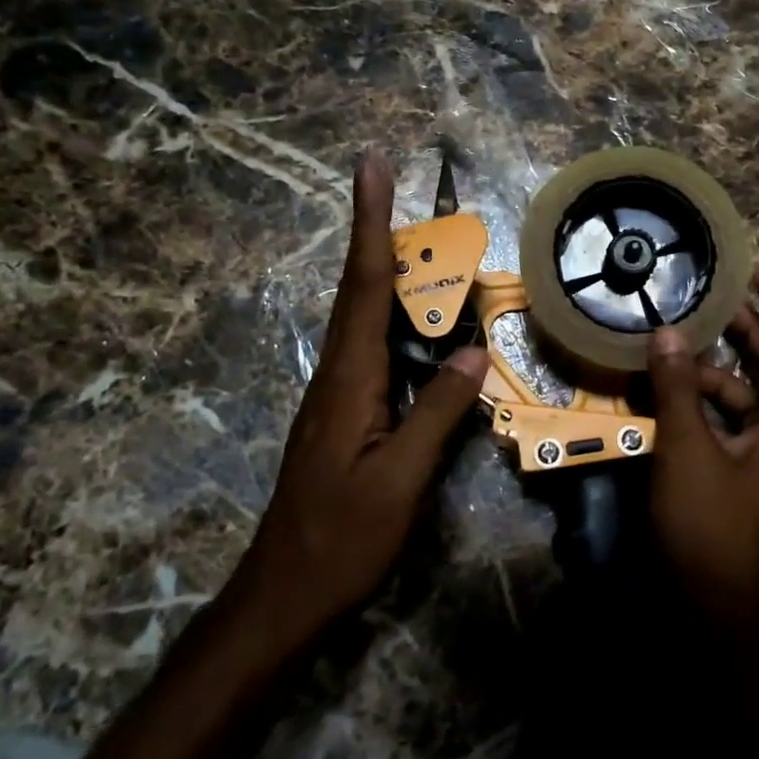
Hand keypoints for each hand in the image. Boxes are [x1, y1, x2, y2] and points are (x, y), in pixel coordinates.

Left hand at [230, 154, 488, 652]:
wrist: (283, 592)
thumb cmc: (342, 538)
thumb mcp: (400, 480)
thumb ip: (437, 413)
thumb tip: (475, 352)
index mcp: (350, 378)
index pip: (365, 285)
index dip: (371, 222)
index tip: (371, 166)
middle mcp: (337, 373)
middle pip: (359, 288)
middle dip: (376, 231)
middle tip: (394, 185)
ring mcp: (336, 393)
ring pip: (363, 317)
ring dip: (387, 272)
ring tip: (423, 245)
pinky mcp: (342, 413)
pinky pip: (371, 348)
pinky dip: (393, 318)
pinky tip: (417, 325)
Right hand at [646, 266, 758, 642]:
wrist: (718, 620)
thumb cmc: (712, 533)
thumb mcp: (688, 454)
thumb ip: (677, 391)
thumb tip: (666, 333)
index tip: (756, 273)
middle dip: (747, 328)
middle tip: (708, 297)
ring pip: (746, 394)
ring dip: (714, 366)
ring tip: (673, 340)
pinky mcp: (738, 475)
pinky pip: (725, 422)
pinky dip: (700, 401)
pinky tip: (663, 391)